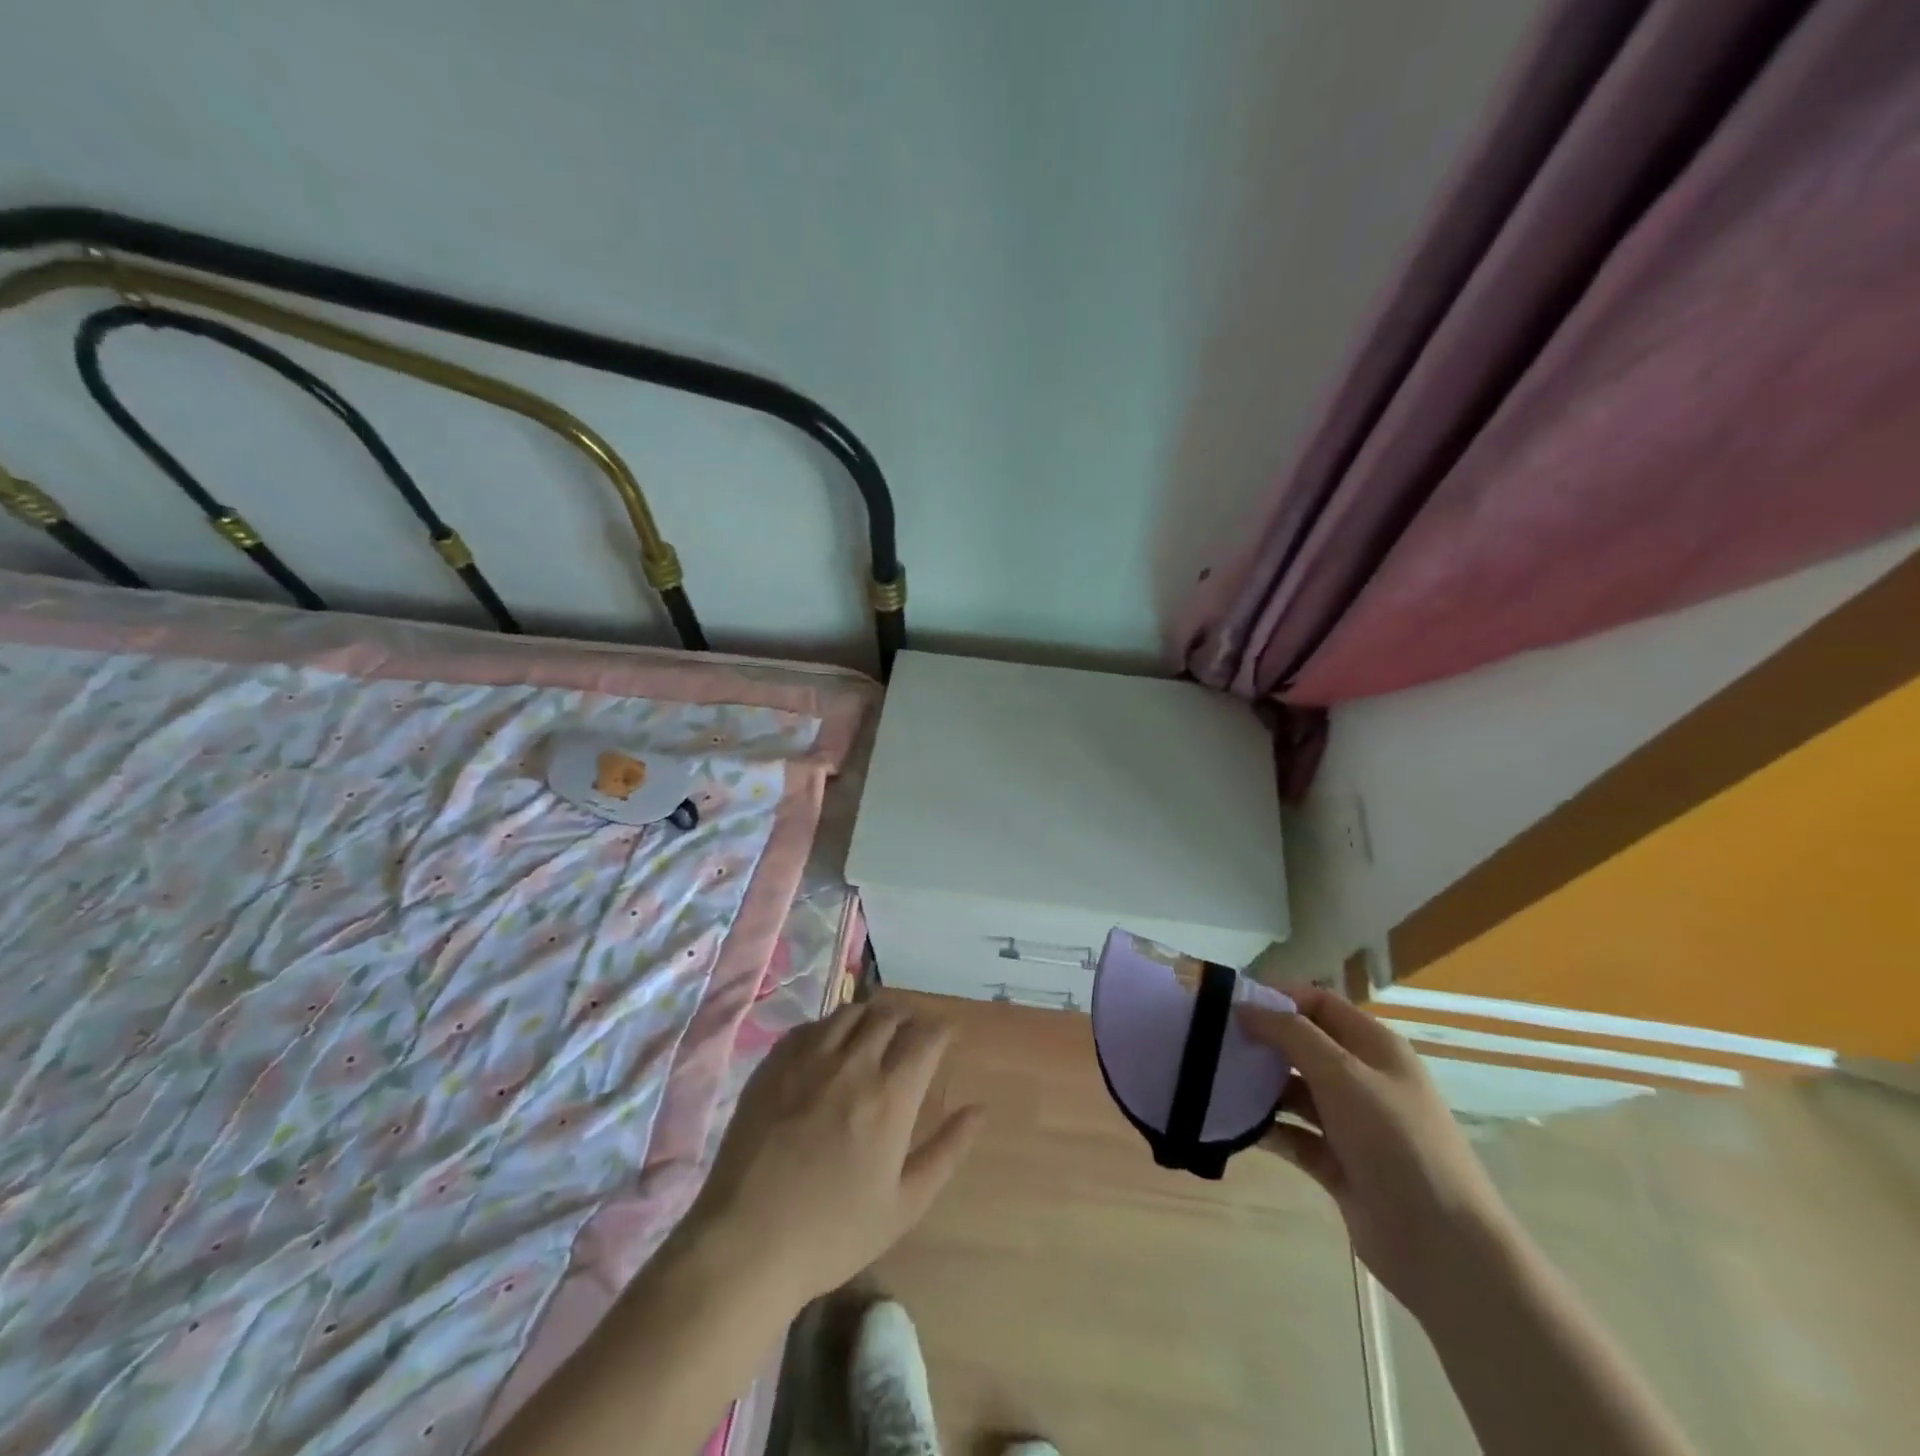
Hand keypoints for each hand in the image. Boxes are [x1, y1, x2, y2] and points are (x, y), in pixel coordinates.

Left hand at [672, 998, 983, 1311]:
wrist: (746, 1243)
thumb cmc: (833, 1232)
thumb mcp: (904, 1205)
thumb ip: (946, 1151)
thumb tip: (979, 1109)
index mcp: (890, 1096)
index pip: (926, 1037)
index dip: (941, 1030)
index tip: (945, 1037)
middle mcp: (852, 1064)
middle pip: (889, 1014)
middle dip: (907, 1018)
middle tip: (910, 1035)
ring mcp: (808, 1060)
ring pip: (849, 1012)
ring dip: (870, 1016)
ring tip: (872, 1034)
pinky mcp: (773, 1065)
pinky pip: (810, 1026)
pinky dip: (829, 1027)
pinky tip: (828, 1049)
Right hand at [1238, 986, 1512, 1312]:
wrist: (1443, 1247)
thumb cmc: (1396, 1142)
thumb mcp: (1343, 1074)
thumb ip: (1291, 1034)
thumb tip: (1244, 1006)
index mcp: (1374, 1047)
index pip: (1319, 1004)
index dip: (1277, 998)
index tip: (1229, 1003)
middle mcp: (1363, 1079)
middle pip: (1303, 1045)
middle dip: (1262, 1041)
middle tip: (1213, 1041)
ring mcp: (1351, 1124)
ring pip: (1295, 1091)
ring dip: (1260, 1086)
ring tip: (1215, 1081)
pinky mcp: (1338, 1164)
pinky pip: (1294, 1135)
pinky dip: (1268, 1128)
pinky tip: (1234, 1126)